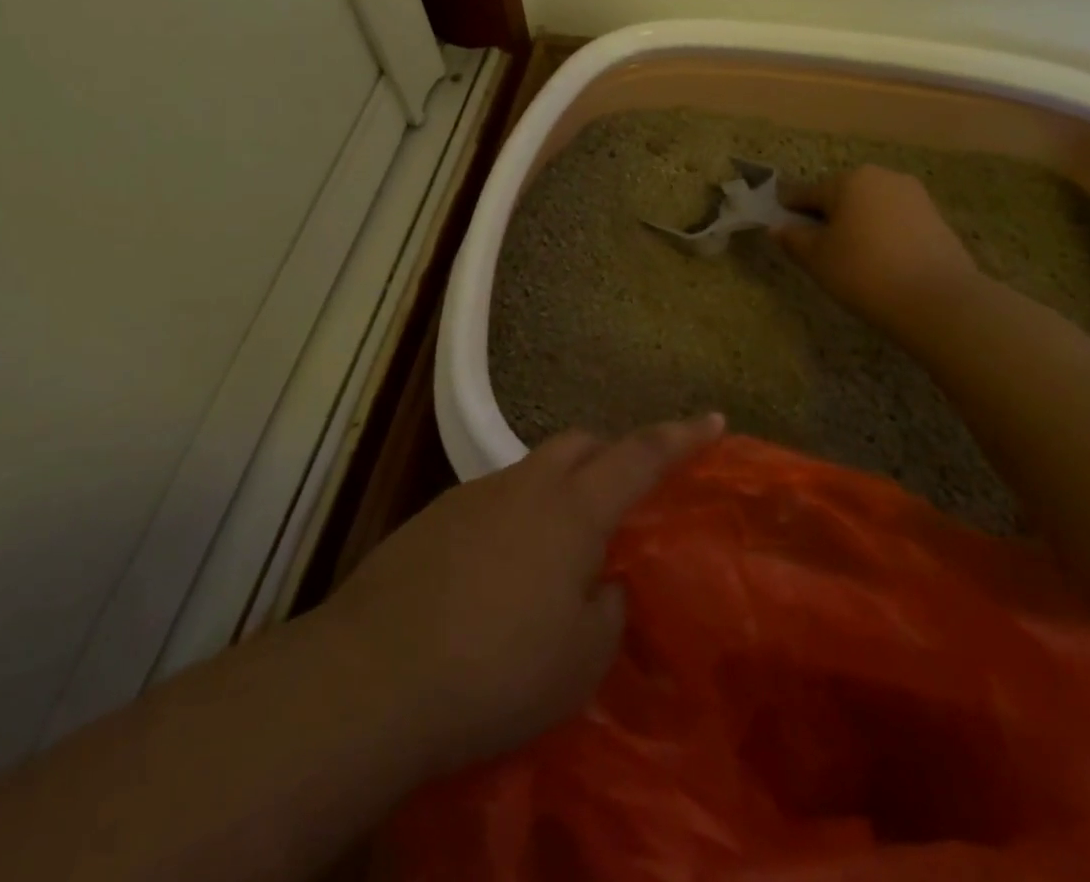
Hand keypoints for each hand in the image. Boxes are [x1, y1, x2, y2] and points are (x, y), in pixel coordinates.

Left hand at [320, 414, 722, 774]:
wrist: (376, 672)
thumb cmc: (498, 669)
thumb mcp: (580, 659)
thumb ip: (607, 608)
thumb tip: (603, 581)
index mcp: (572, 510)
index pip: (639, 457)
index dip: (681, 436)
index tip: (714, 417)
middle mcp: (525, 485)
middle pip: (579, 444)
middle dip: (611, 455)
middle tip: (626, 496)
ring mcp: (474, 494)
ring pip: (533, 470)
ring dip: (559, 492)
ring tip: (560, 553)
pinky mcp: (434, 516)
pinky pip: (494, 500)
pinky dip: (516, 519)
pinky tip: (502, 575)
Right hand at [775, 166, 981, 333]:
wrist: (939, 300)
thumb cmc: (864, 271)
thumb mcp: (817, 259)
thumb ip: (793, 239)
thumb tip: (777, 227)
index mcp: (848, 180)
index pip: (807, 193)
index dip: (790, 212)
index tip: (782, 230)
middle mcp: (882, 177)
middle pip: (842, 196)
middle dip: (828, 217)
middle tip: (819, 250)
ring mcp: (914, 195)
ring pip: (871, 208)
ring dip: (857, 225)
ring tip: (852, 258)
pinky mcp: (936, 217)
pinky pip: (896, 221)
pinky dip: (883, 235)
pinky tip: (881, 261)